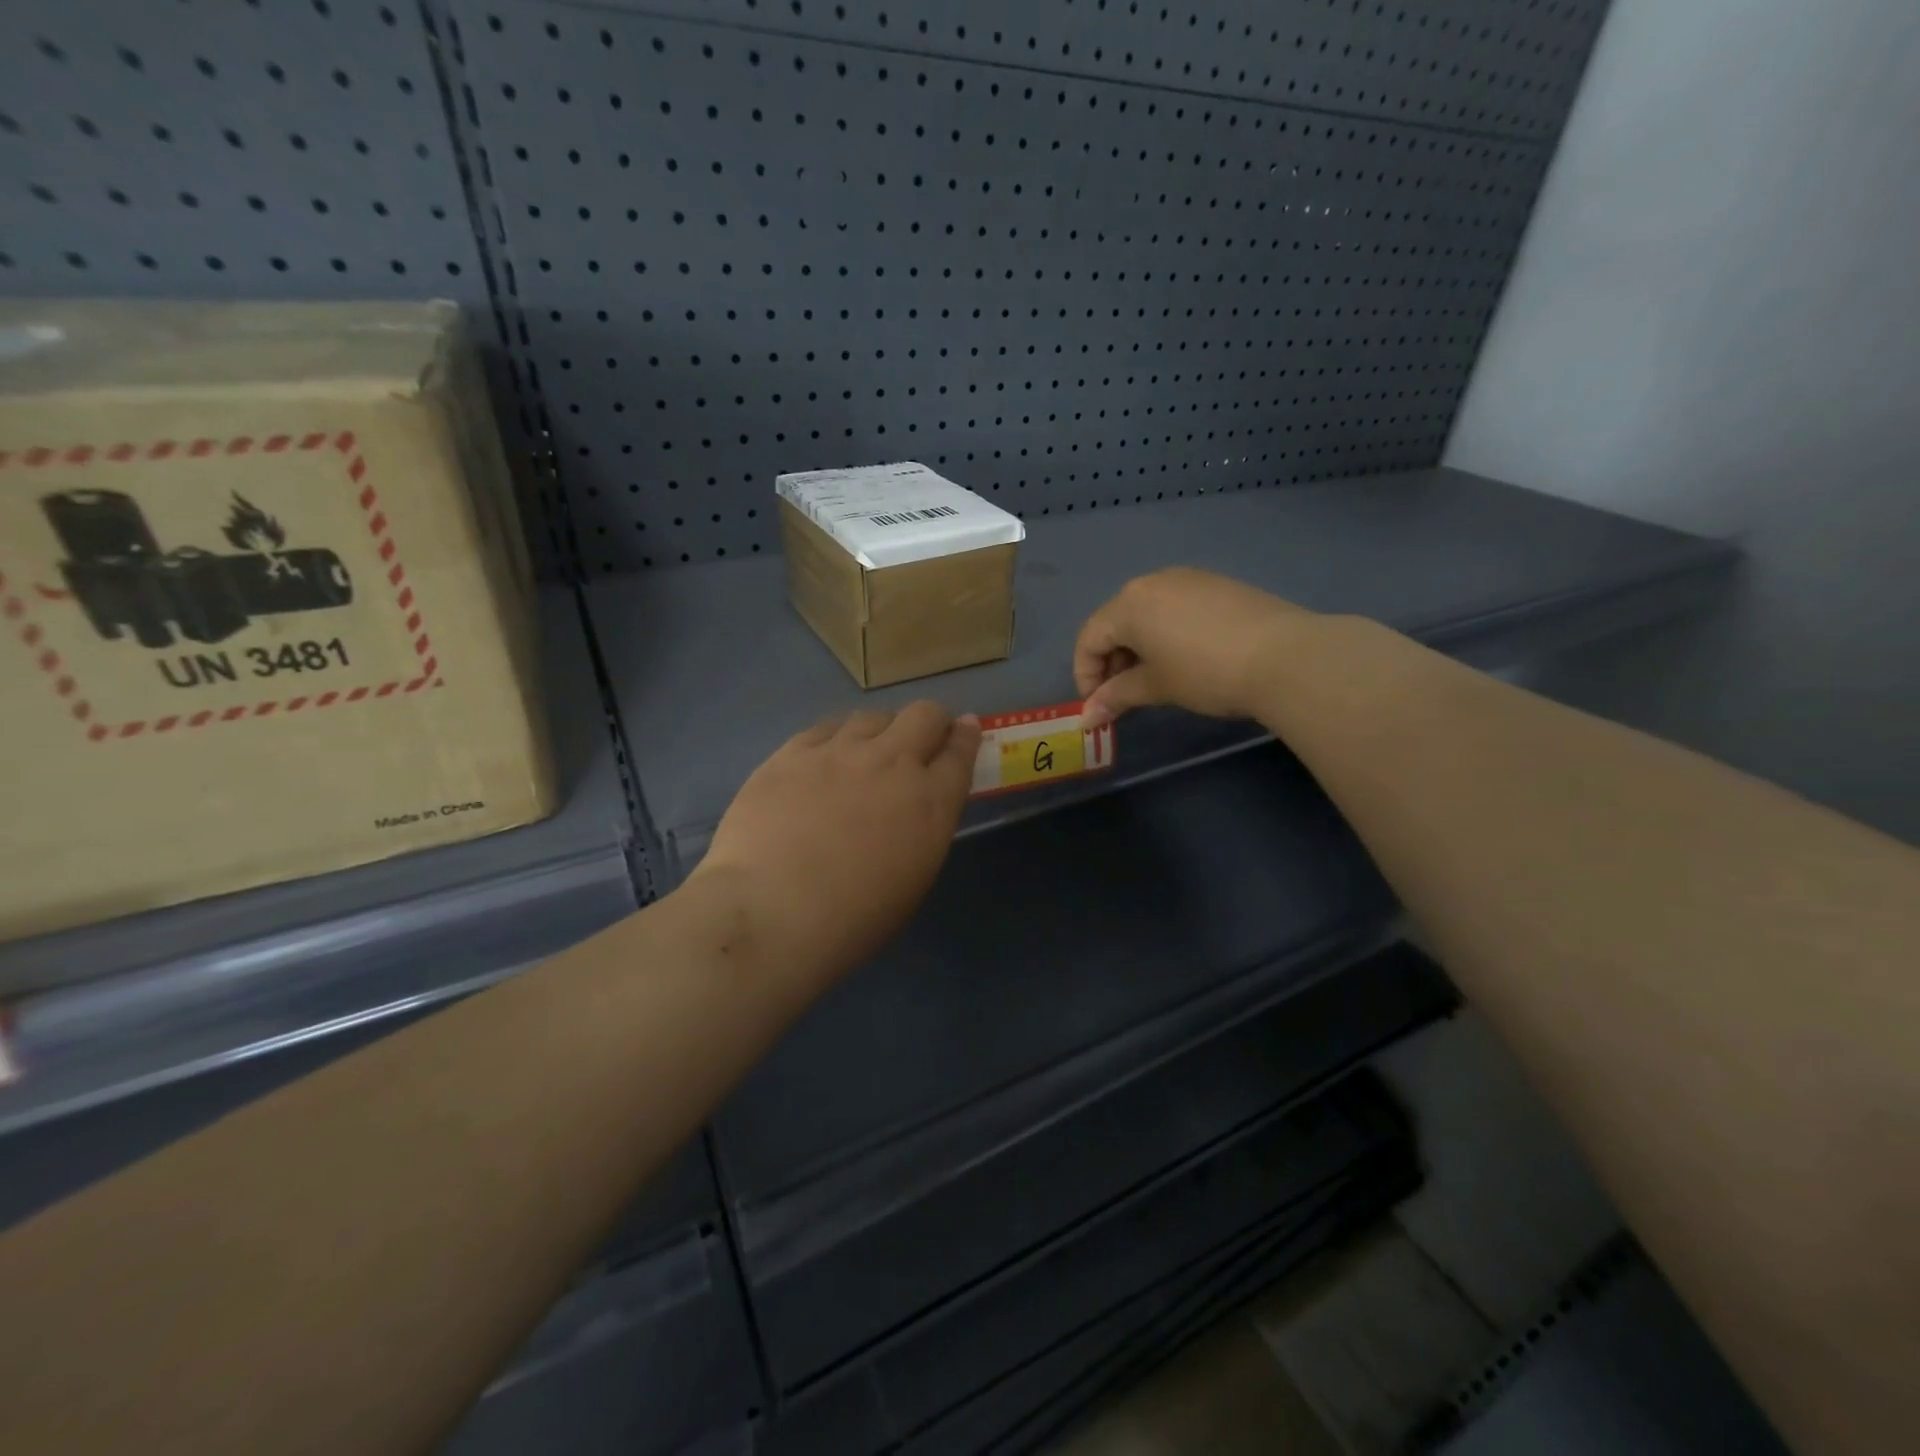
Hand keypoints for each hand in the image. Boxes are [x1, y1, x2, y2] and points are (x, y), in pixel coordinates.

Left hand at [694, 702, 981, 985]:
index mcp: (930, 802)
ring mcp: (840, 752)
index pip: (961, 751)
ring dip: (881, 731)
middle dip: (931, 722)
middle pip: (924, 715)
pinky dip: (836, 738)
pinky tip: (825, 758)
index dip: (966, 737)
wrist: (771, 913)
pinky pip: (826, 727)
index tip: (966, 729)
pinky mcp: (794, 752)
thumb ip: (924, 829)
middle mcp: (892, 763)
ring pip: (873, 717)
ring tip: (865, 755)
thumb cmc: (852, 919)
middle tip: (920, 741)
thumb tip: (917, 806)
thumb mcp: (913, 878)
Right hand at [1074, 568, 1311, 725]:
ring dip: (1138, 647)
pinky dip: (1166, 633)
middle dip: (1111, 661)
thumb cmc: (1205, 673)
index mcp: (1129, 604)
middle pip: (1116, 622)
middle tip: (1122, 696)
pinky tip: (1185, 659)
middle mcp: (1153, 582)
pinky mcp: (1217, 585)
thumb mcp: (1156, 687)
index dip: (1086, 675)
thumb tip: (1088, 717)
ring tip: (1154, 679)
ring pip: (1147, 613)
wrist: (1285, 656)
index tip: (1098, 707)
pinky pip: (1176, 607)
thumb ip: (1116, 697)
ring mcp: (1188, 578)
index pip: (1089, 638)